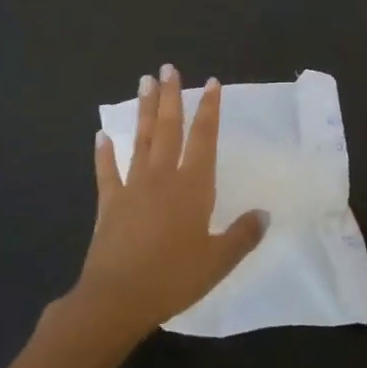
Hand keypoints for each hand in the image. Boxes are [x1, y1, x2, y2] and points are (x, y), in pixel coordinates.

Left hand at [67, 66, 266, 342]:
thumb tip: (264, 214)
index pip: (204, 138)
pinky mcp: (109, 204)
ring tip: (144, 83)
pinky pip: (107, 172)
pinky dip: (104, 153)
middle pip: (168, 129)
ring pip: (141, 140)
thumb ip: (243, 235)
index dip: (209, 110)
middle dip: (171, 97)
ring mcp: (132, 188)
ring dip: (145, 111)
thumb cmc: (173, 278)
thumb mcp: (219, 261)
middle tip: (168, 68)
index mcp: (193, 187)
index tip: (210, 83)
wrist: (117, 299)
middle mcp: (162, 178)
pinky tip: (102, 135)